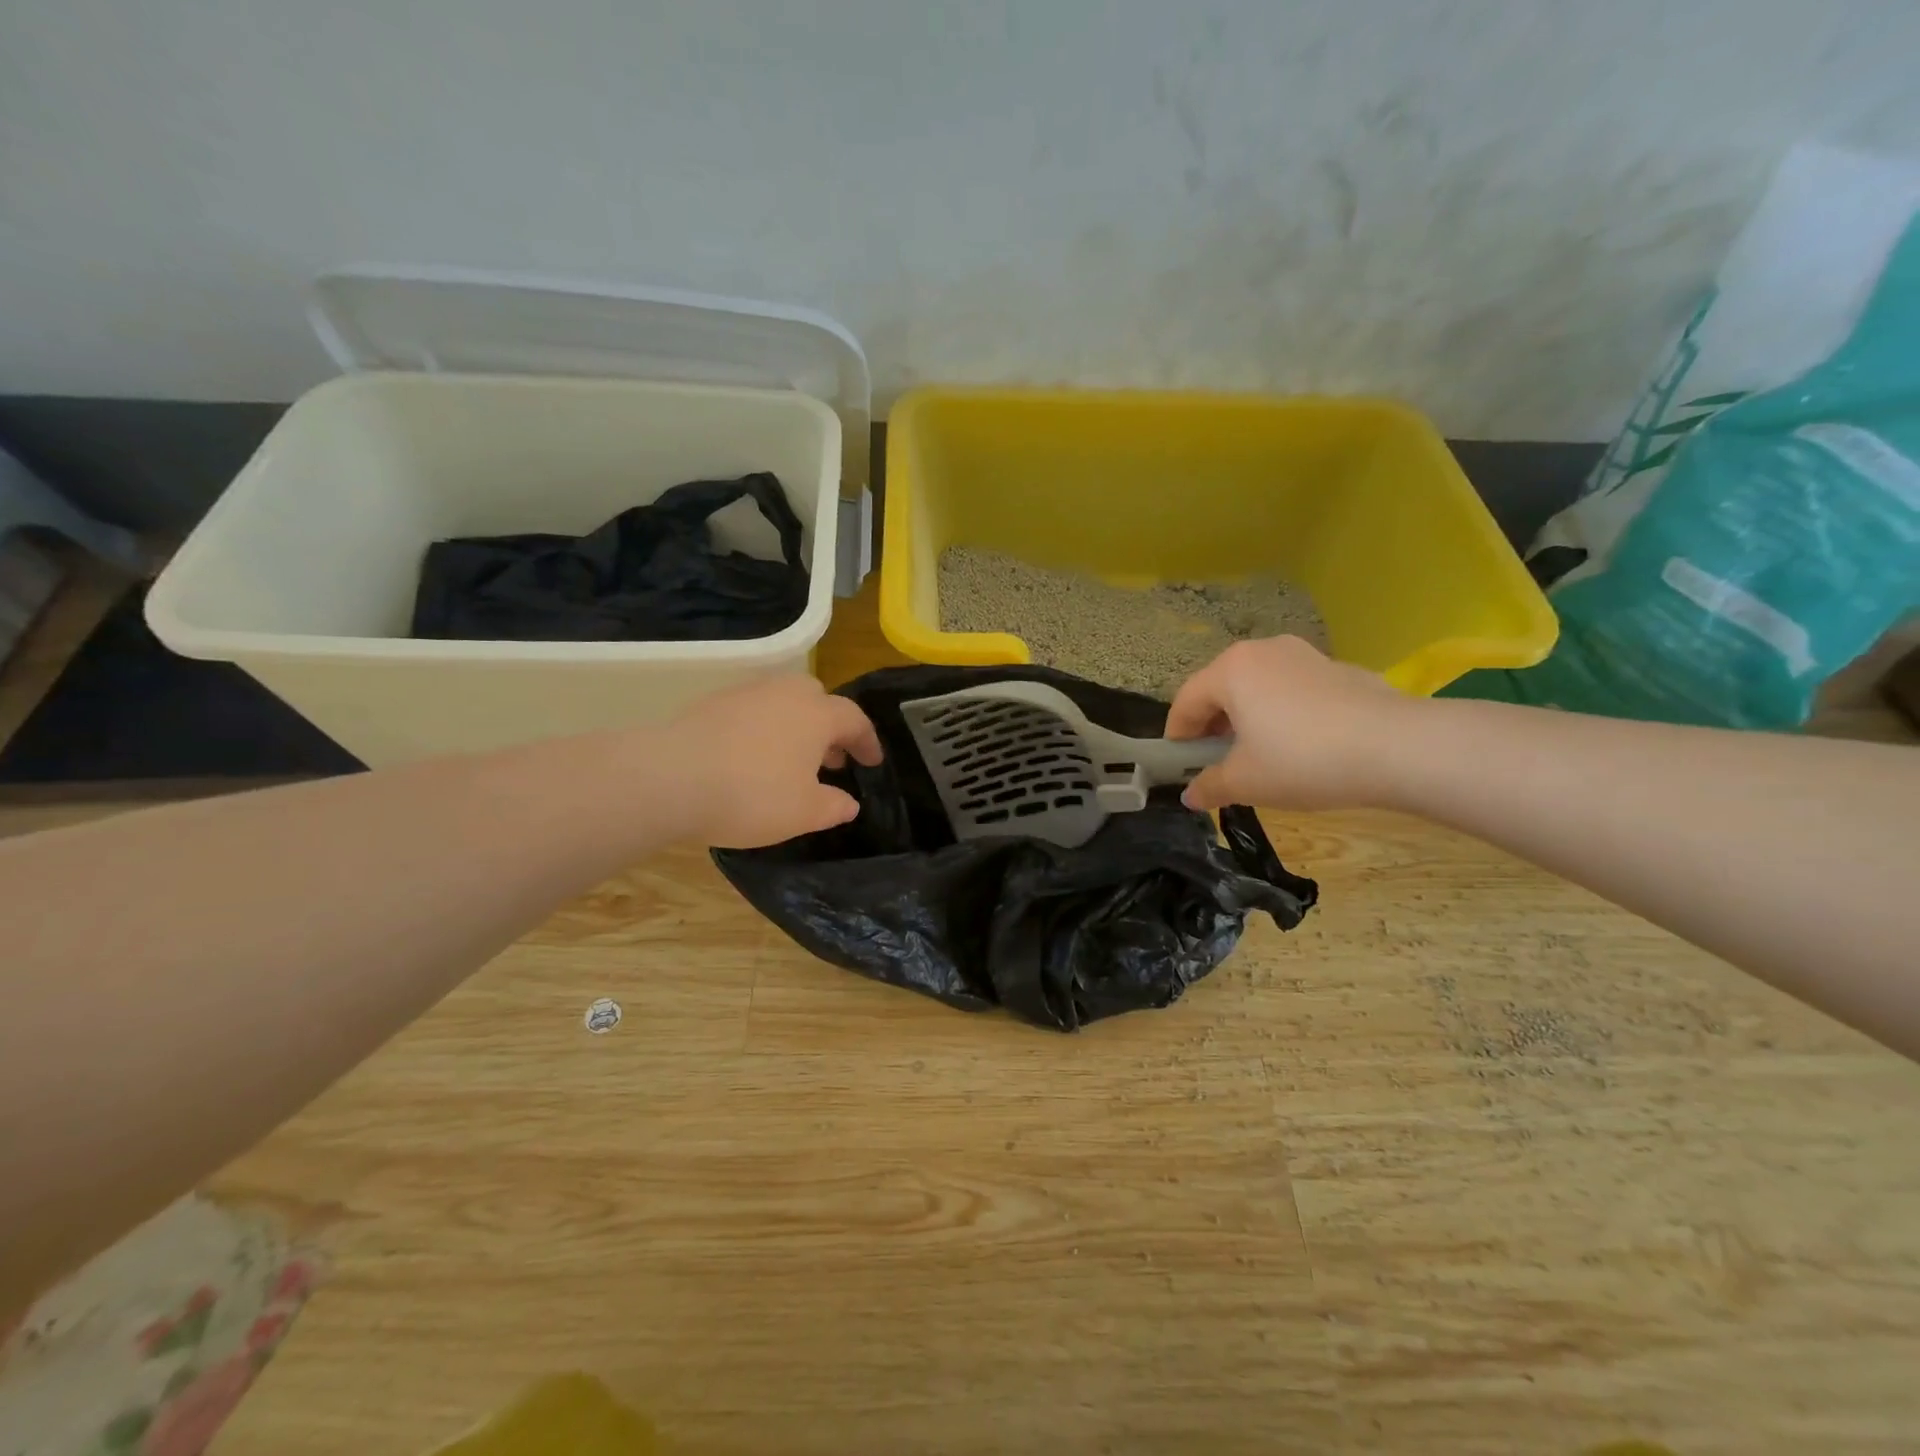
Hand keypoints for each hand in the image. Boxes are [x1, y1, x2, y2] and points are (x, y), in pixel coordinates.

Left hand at [658, 675, 883, 847]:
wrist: (670, 778)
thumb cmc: (752, 795)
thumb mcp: (803, 813)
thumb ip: (833, 806)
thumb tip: (849, 802)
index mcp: (817, 715)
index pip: (855, 719)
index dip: (867, 741)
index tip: (872, 762)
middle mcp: (785, 694)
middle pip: (818, 699)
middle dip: (830, 725)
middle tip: (831, 757)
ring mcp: (746, 694)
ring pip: (782, 701)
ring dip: (794, 725)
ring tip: (790, 759)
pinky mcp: (711, 703)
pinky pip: (751, 710)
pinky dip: (762, 728)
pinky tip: (751, 757)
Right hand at [1166, 637, 1414, 811]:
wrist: (1397, 747)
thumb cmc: (1302, 760)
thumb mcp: (1246, 781)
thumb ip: (1210, 786)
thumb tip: (1190, 796)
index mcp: (1231, 670)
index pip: (1187, 701)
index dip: (1178, 736)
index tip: (1179, 766)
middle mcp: (1262, 651)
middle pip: (1221, 688)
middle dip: (1212, 725)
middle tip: (1216, 761)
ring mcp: (1303, 654)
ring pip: (1257, 686)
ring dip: (1246, 717)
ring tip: (1257, 753)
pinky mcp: (1336, 668)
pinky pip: (1291, 689)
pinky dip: (1282, 713)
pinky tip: (1300, 744)